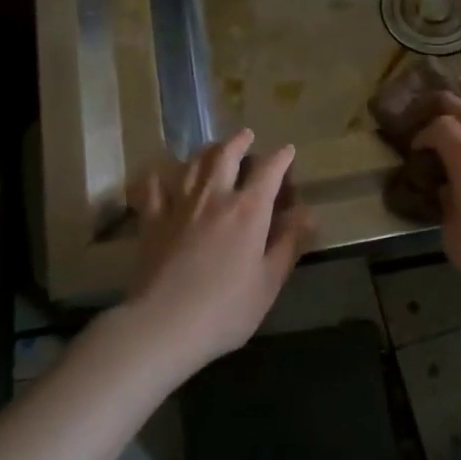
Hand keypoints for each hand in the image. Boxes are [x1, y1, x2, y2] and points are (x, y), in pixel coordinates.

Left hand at [123, 129, 308, 371]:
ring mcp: (179, 205)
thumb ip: (289, 244)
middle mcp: (214, 197)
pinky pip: (152, 188)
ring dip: (206, 151)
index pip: (269, 171)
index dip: (281, 158)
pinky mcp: (152, 221)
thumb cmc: (226, 309)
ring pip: (192, 164)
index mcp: (248, 210)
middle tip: (246, 135)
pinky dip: (157, 175)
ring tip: (213, 147)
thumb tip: (308, 214)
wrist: (164, 324)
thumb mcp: (269, 281)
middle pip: (226, 156)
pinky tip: (159, 173)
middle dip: (239, 142)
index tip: (288, 151)